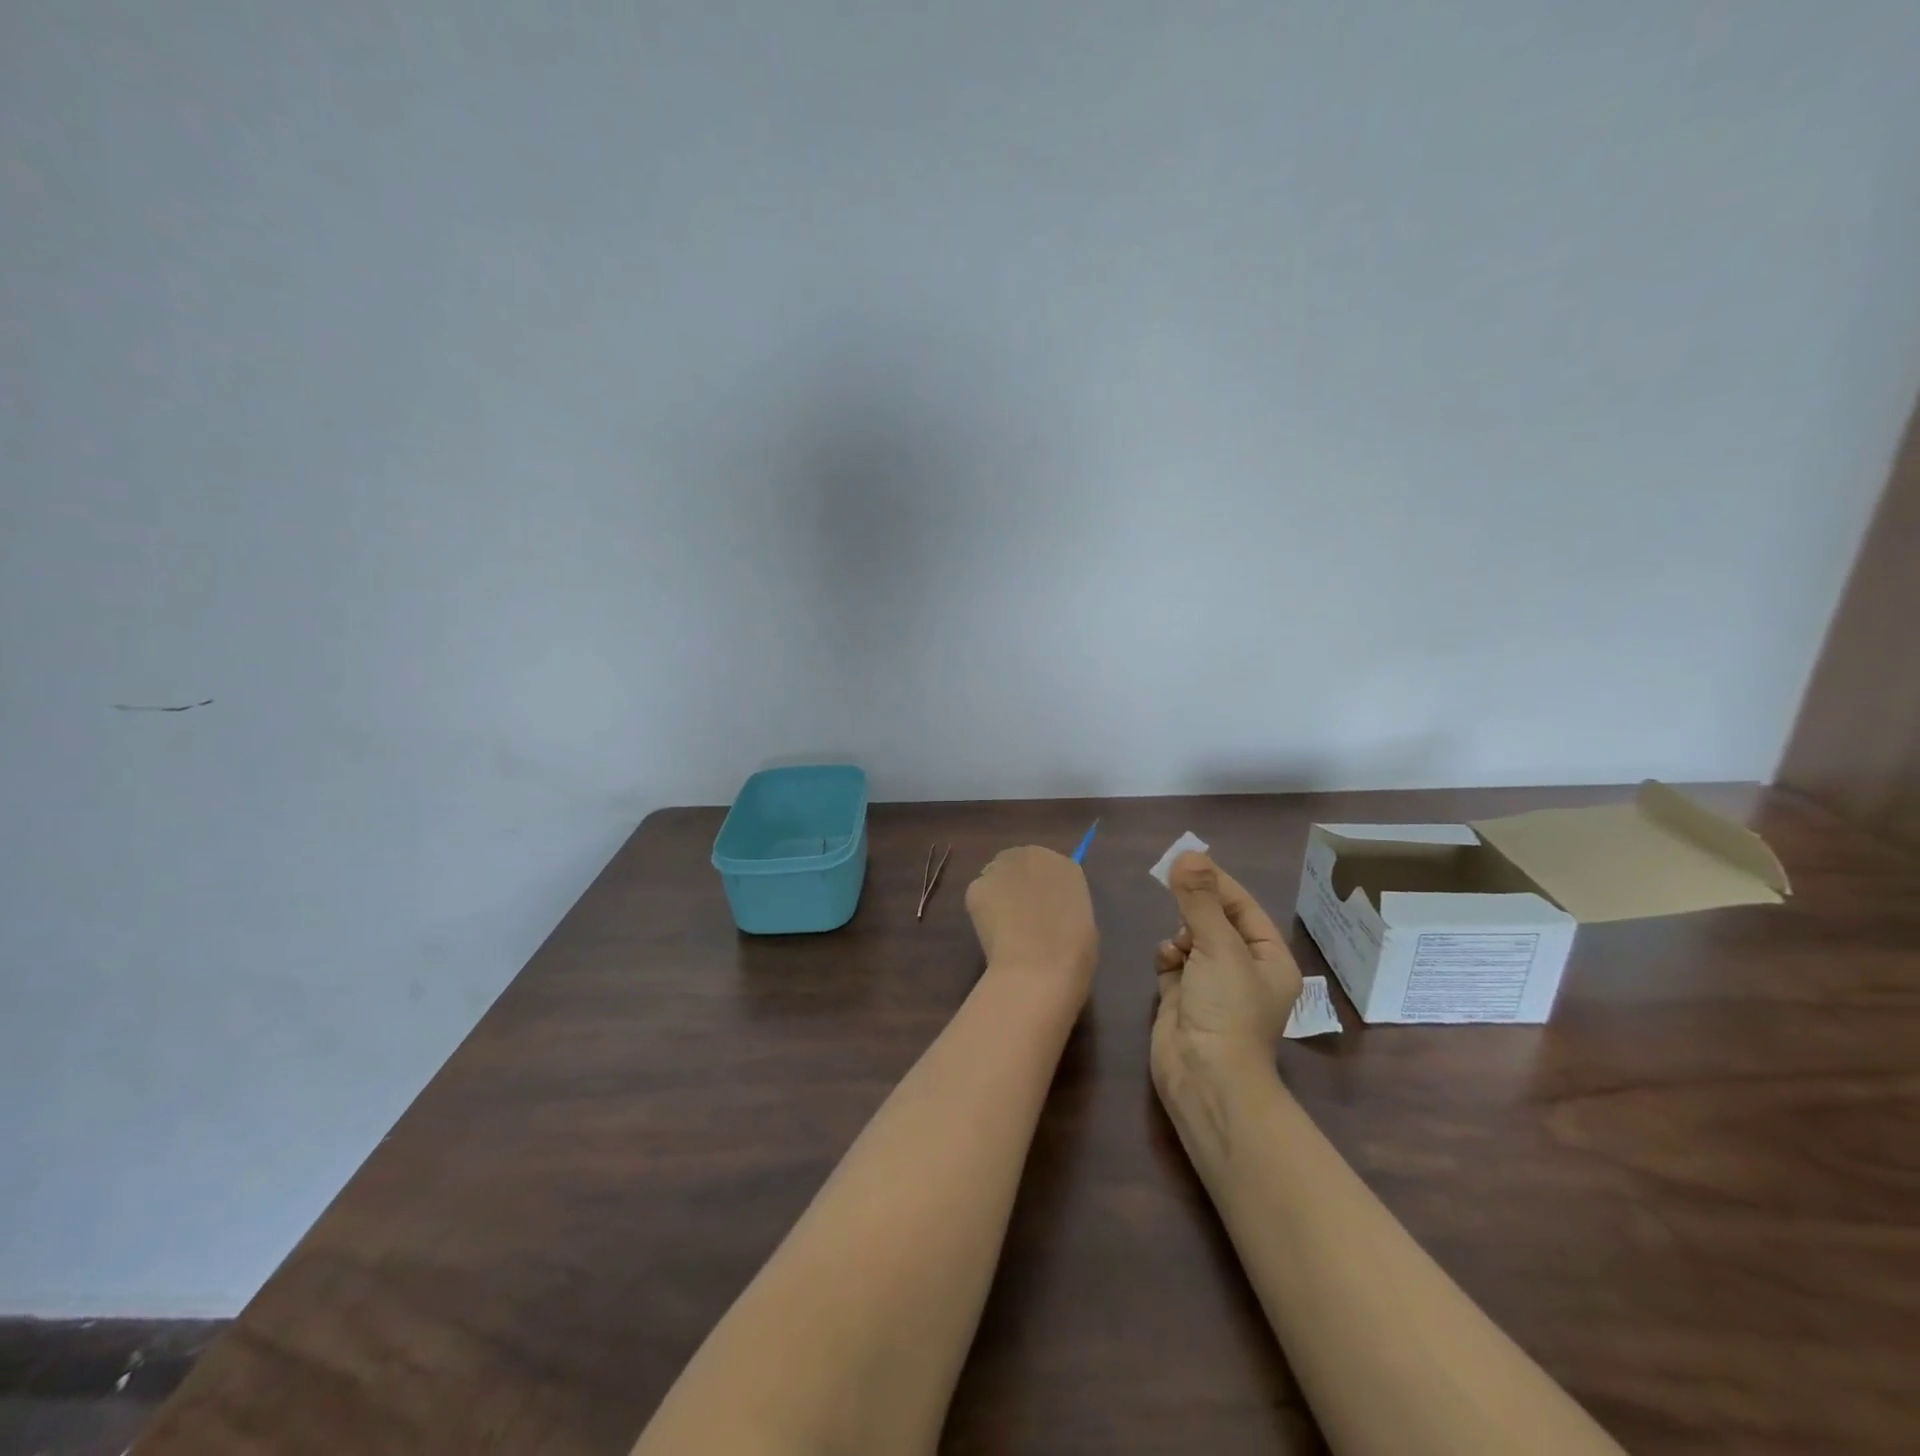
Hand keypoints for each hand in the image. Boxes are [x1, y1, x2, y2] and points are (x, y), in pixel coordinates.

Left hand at [966, 846, 1098, 1002]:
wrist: (1039, 967)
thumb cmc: (1072, 953)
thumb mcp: (1082, 923)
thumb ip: (1063, 906)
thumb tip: (1050, 912)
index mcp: (1065, 865)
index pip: (1048, 867)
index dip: (1041, 887)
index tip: (1039, 906)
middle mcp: (1032, 856)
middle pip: (1019, 864)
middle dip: (1016, 884)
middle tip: (1018, 914)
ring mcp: (1001, 868)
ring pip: (996, 878)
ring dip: (998, 895)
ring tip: (1003, 927)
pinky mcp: (977, 886)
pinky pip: (979, 896)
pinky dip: (982, 912)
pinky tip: (992, 935)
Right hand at [1152, 853, 1303, 1138]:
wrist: (1205, 1077)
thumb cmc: (1226, 1009)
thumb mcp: (1218, 947)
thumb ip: (1200, 900)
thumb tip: (1187, 854)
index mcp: (1269, 959)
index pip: (1243, 907)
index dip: (1218, 882)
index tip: (1188, 860)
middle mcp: (1244, 970)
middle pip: (1216, 921)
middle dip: (1195, 908)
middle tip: (1172, 887)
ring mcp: (1212, 985)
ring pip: (1191, 939)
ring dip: (1180, 934)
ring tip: (1178, 946)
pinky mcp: (1183, 998)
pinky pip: (1173, 962)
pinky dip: (1167, 956)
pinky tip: (1165, 962)